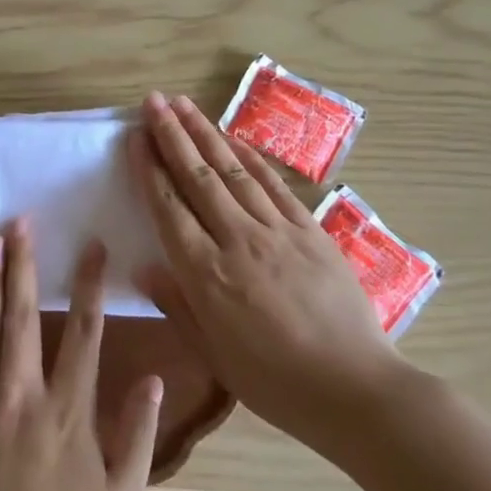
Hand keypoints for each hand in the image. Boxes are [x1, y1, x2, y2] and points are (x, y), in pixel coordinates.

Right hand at [131, 91, 404, 450]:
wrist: (355, 388)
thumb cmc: (275, 382)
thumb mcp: (214, 356)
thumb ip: (177, 305)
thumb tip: (143, 267)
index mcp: (207, 274)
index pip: (169, 207)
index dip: (149, 168)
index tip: (136, 137)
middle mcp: (237, 240)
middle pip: (197, 177)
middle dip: (172, 135)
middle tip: (153, 101)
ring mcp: (277, 230)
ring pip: (232, 171)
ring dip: (206, 134)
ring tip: (184, 104)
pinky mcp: (309, 230)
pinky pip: (273, 184)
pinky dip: (249, 157)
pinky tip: (233, 139)